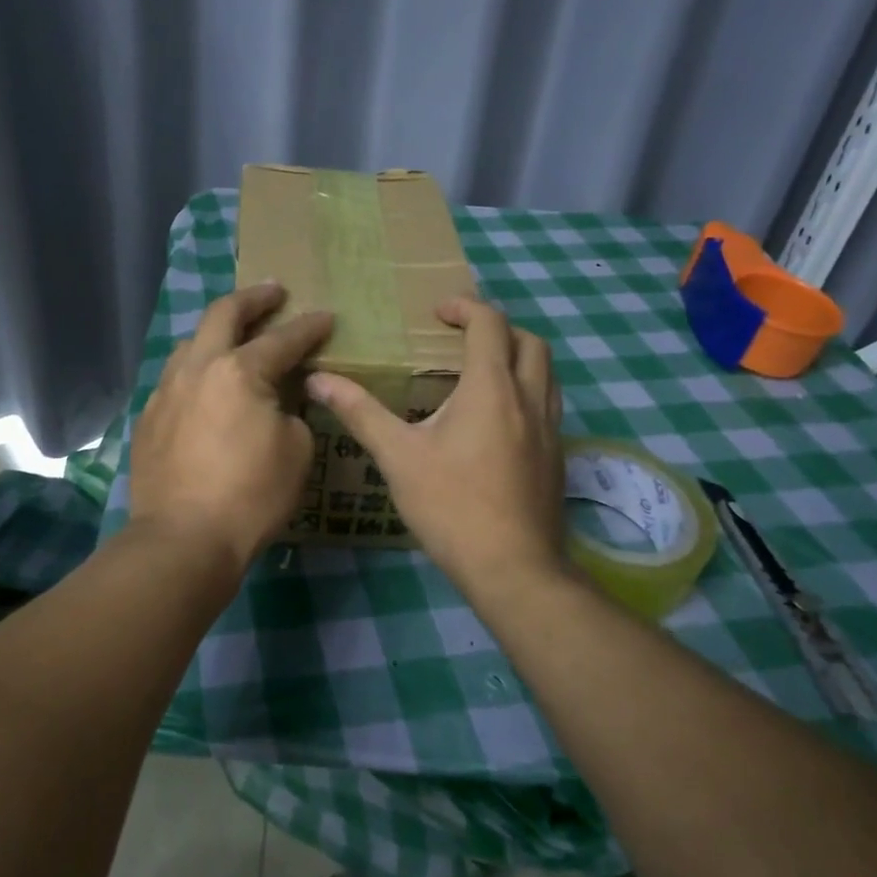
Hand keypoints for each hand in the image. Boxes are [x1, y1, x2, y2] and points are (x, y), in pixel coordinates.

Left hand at [128, 283, 334, 577]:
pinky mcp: (149, 418)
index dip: (309, 327)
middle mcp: (198, 368)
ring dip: (216, 332)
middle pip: (223, 314)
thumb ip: (292, 412)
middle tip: (273, 291)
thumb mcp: (296, 451)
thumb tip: (278, 403)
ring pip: (191, 343)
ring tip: (233, 336)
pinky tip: (205, 386)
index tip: (325, 316)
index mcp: (239, 371)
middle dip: (253, 299)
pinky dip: (197, 371)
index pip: (283, 339)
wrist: (183, 539)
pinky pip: (175, 379)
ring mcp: (166, 391)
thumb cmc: (251, 495)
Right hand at [306, 297, 564, 593]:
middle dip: (497, 328)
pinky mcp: (558, 456)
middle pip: (529, 341)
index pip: (489, 324)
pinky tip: (499, 420)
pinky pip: (550, 404)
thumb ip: (360, 412)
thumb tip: (318, 379)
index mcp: (491, 388)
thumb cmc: (451, 506)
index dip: (465, 307)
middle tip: (461, 338)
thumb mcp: (398, 456)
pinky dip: (528, 390)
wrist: (513, 568)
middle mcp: (529, 399)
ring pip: (547, 373)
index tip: (437, 312)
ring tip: (481, 372)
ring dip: (518, 357)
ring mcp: (551, 429)